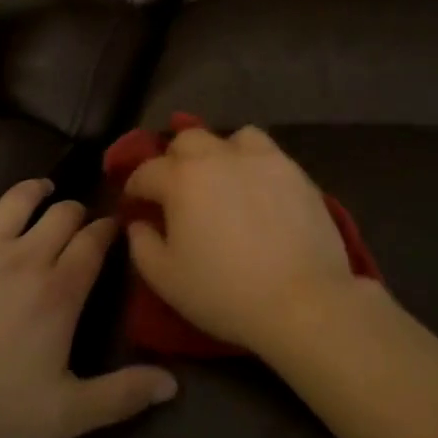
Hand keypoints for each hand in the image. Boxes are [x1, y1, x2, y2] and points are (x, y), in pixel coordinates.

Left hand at [0, 173, 175, 437]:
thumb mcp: (64, 416)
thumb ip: (120, 395)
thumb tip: (172, 384)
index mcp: (59, 291)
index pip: (93, 243)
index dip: (107, 229)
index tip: (114, 225)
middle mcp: (25, 255)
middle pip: (61, 215)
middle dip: (75, 211)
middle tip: (77, 217)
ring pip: (17, 199)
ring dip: (34, 189)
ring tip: (42, 188)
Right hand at [124, 126, 361, 355]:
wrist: (302, 300)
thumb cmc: (225, 293)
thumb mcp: (166, 279)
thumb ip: (142, 246)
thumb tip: (138, 223)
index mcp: (181, 179)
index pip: (146, 172)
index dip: (135, 188)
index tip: (135, 205)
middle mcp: (216, 156)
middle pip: (185, 140)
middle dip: (173, 160)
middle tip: (177, 190)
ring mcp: (258, 158)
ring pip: (227, 138)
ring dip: (216, 153)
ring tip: (221, 179)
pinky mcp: (291, 168)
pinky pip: (263, 150)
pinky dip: (251, 160)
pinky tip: (255, 186)